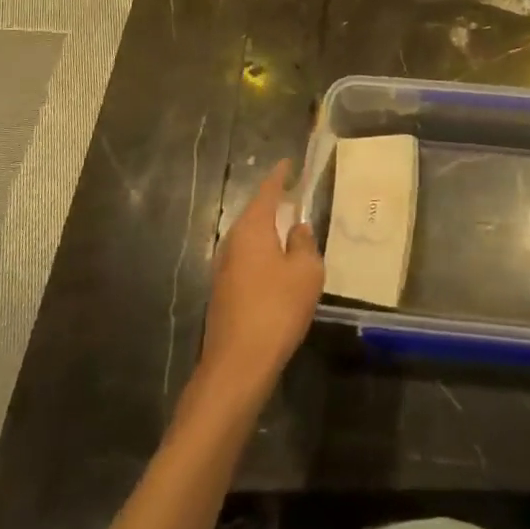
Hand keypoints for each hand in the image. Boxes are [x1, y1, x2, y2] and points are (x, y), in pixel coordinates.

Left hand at [197, 161, 323, 405]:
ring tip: (288, 227)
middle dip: (272, 203)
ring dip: (267, 231)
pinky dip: (262, 254)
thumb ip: (304, 244)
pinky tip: (277, 265)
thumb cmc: (276, 309)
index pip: (266, 191)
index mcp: (252, 229)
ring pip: (248, 239)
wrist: (238, 364)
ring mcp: (224, 269)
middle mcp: (232, 242)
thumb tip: (297, 229)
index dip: (279, 176)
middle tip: (292, 194)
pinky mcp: (223, 293)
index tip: (289, 164)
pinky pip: (246, 260)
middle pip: (254, 214)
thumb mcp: (305, 272)